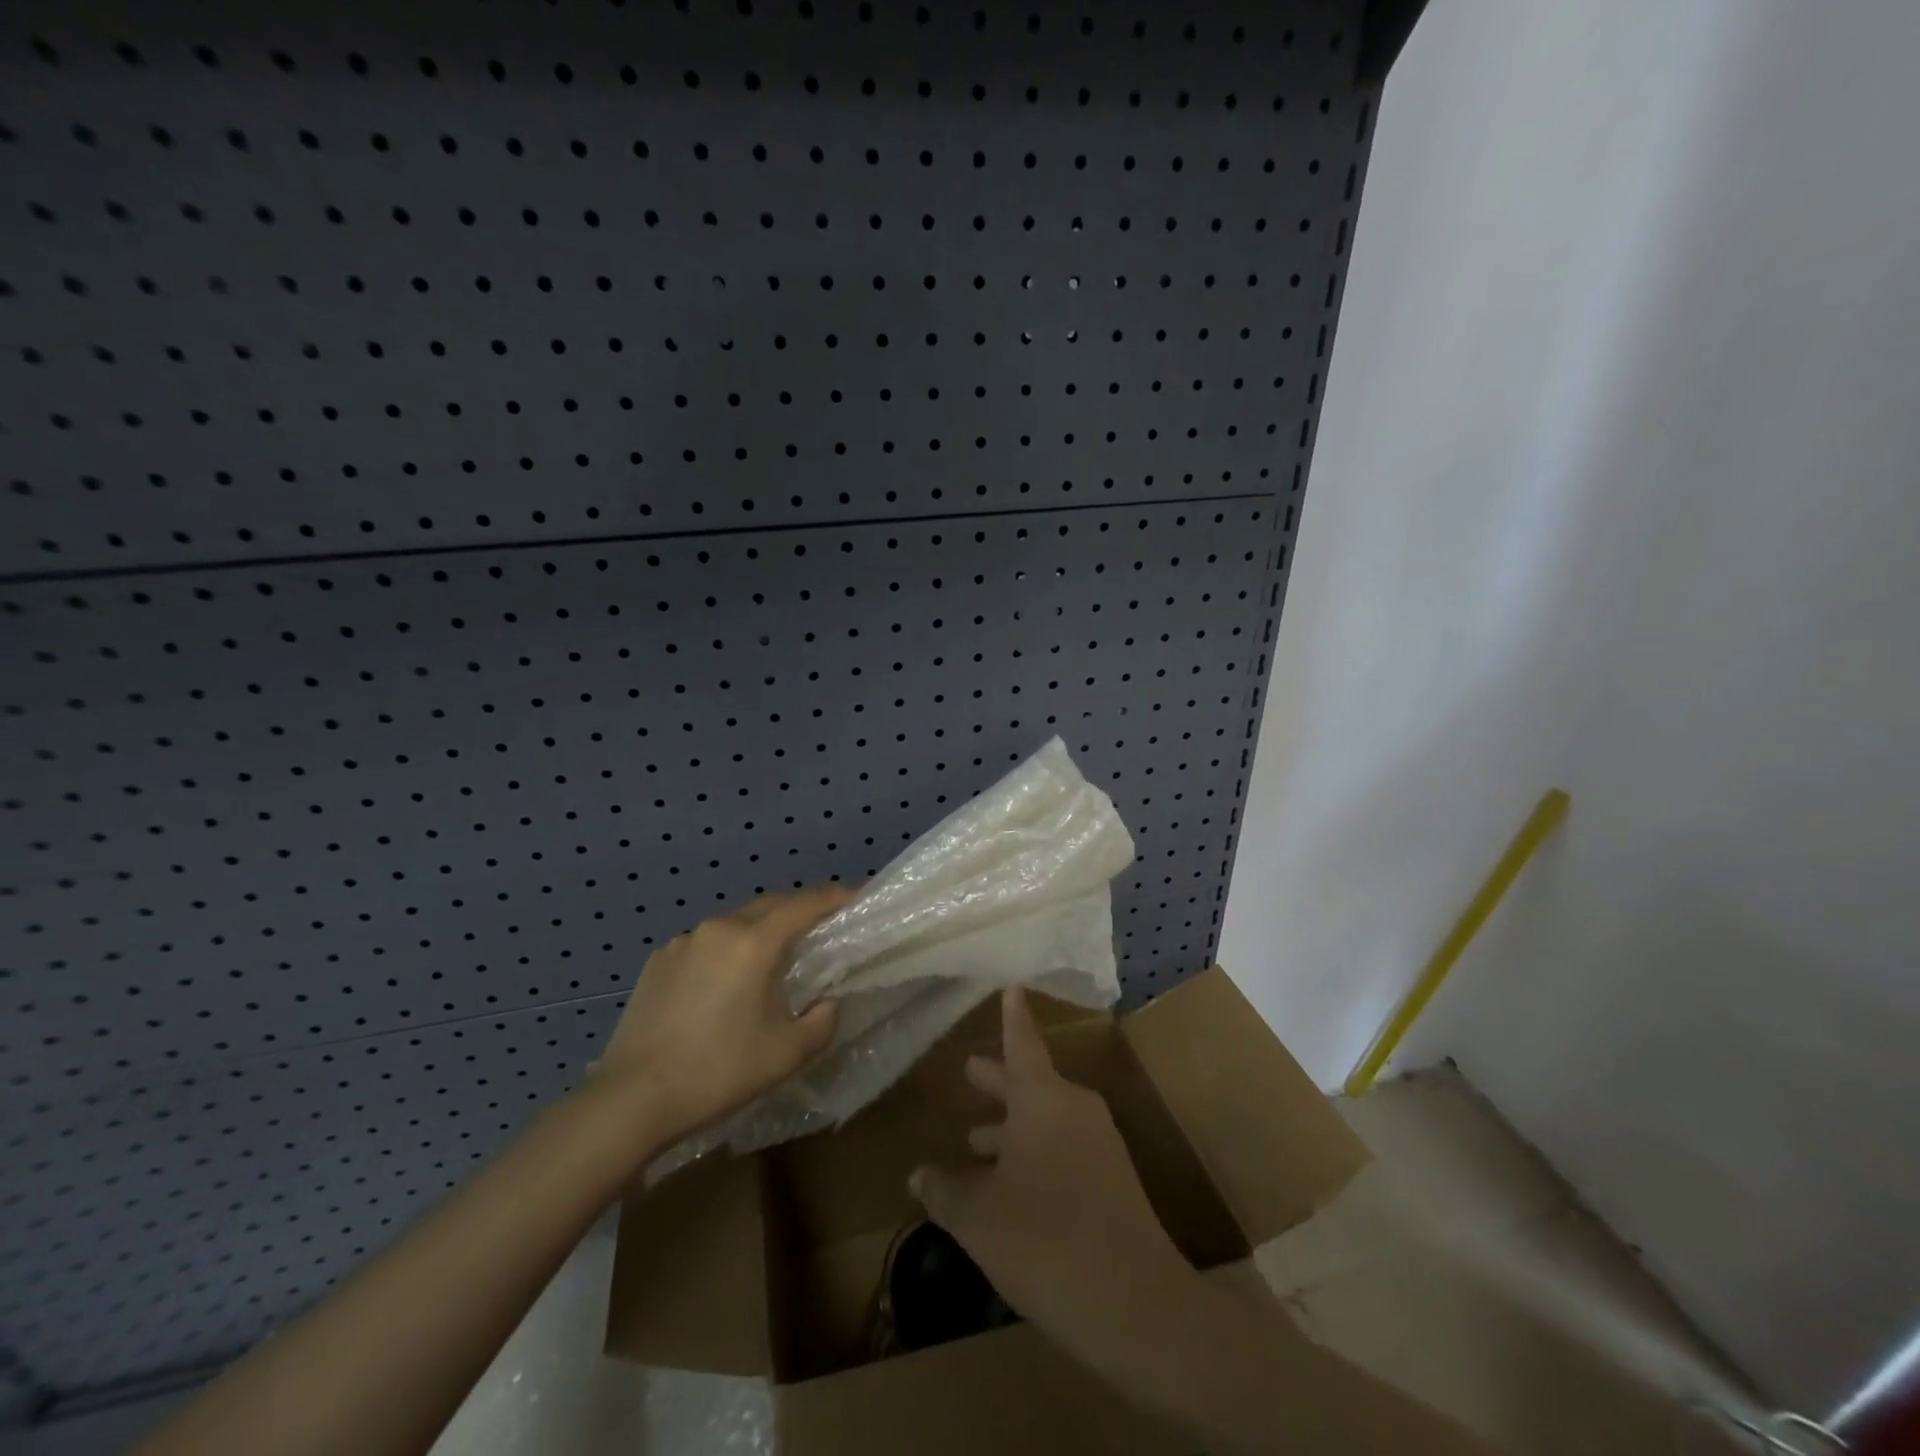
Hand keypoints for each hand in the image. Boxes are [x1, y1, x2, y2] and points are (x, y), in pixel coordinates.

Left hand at [587, 884, 854, 1150]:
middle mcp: (719, 928)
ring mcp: (684, 942)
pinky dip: (729, 948)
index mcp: (754, 943)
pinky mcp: (659, 961)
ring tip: (776, 956)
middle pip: (771, 904)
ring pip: (737, 921)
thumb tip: (827, 1001)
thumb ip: (822, 1020)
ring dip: (763, 929)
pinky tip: (727, 982)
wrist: (630, 1100)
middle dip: (801, 908)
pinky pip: (707, 942)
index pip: (806, 904)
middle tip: (824, 925)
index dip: (836, 896)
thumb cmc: (718, 1072)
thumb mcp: (787, 1054)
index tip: (858, 897)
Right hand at [908, 987, 1197, 1366]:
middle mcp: (1073, 1108)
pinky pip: (1064, 1148)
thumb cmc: (1044, 1240)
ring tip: (977, 1141)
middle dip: (999, 1081)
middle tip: (972, 1071)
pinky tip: (1013, 1188)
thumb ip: (946, 1192)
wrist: (1135, 1302)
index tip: (1012, 985)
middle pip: (1031, 1082)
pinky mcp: (1113, 1178)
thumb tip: (919, 1175)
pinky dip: (1034, 1153)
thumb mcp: (979, 1218)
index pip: (1022, 1042)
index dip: (1012, 1016)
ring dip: (1012, 1126)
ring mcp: (1099, 1143)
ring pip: (1046, 1119)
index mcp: (1042, 1099)